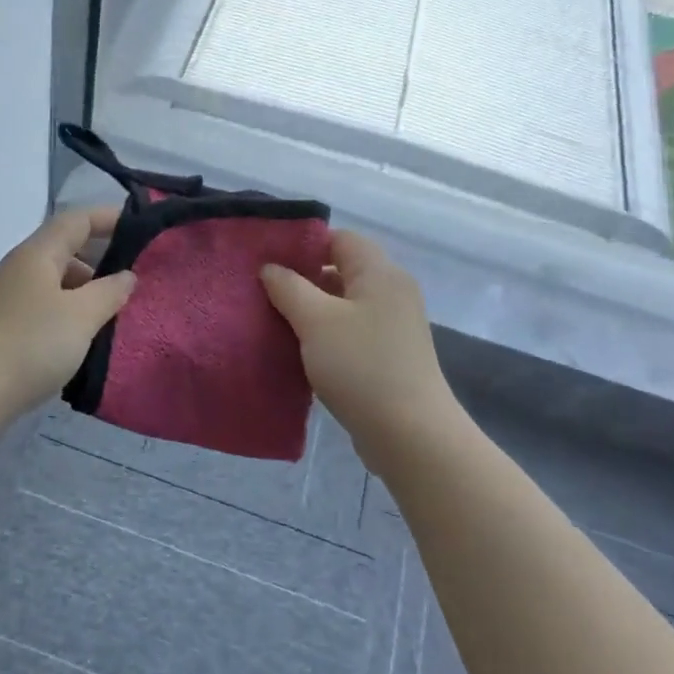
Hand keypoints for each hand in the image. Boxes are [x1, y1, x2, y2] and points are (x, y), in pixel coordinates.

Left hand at [0, 206, 136, 417]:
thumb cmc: (30, 345)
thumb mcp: (81, 316)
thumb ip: (110, 291)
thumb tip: (126, 276)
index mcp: (36, 254)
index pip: (76, 220)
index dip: (109, 217)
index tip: (142, 228)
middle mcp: (18, 268)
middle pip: (64, 250)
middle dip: (100, 261)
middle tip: (133, 281)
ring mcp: (5, 298)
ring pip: (54, 283)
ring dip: (84, 292)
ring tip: (112, 316)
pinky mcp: (1, 327)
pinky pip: (43, 308)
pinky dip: (67, 314)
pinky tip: (80, 339)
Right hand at [261, 230, 459, 460]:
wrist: (410, 434)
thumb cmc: (361, 366)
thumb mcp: (316, 321)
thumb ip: (289, 287)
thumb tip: (271, 268)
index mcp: (380, 273)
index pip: (340, 239)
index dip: (303, 244)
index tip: (267, 260)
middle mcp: (392, 292)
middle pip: (341, 270)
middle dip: (302, 279)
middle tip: (263, 292)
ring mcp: (392, 326)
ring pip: (343, 304)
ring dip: (311, 310)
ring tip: (273, 320)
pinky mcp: (388, 355)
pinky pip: (350, 331)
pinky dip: (325, 334)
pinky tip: (298, 350)